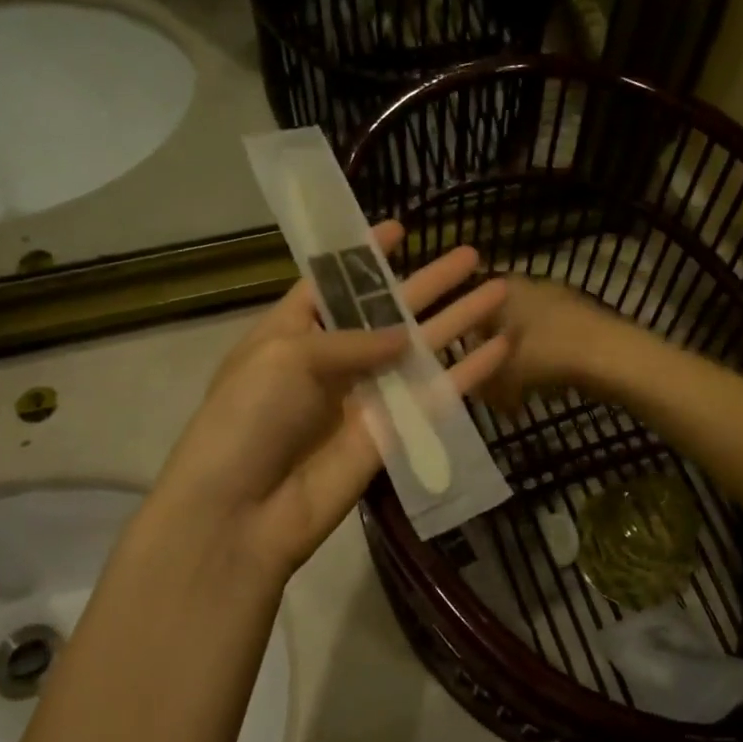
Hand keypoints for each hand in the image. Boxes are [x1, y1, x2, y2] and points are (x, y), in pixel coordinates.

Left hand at [134, 223, 509, 584]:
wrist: (242, 512)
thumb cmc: (248, 418)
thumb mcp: (286, 358)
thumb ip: (351, 340)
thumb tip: (403, 336)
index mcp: (293, 332)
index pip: (333, 284)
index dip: (365, 258)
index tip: (399, 229)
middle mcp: (332, 359)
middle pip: (389, 312)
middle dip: (429, 284)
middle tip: (470, 254)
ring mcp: (365, 397)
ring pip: (420, 349)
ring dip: (458, 320)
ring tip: (500, 289)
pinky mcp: (392, 433)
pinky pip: (433, 396)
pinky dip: (467, 373)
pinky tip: (500, 348)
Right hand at [475, 275, 628, 413]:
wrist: (616, 357)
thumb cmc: (549, 356)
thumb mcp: (504, 374)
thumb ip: (482, 381)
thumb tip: (474, 389)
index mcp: (504, 288)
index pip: (468, 307)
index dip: (462, 340)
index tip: (461, 368)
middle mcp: (528, 285)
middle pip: (497, 324)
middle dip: (491, 357)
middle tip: (489, 387)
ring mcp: (559, 301)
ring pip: (524, 334)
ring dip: (517, 364)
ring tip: (515, 395)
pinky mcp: (581, 320)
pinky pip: (548, 342)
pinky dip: (542, 364)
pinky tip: (545, 389)